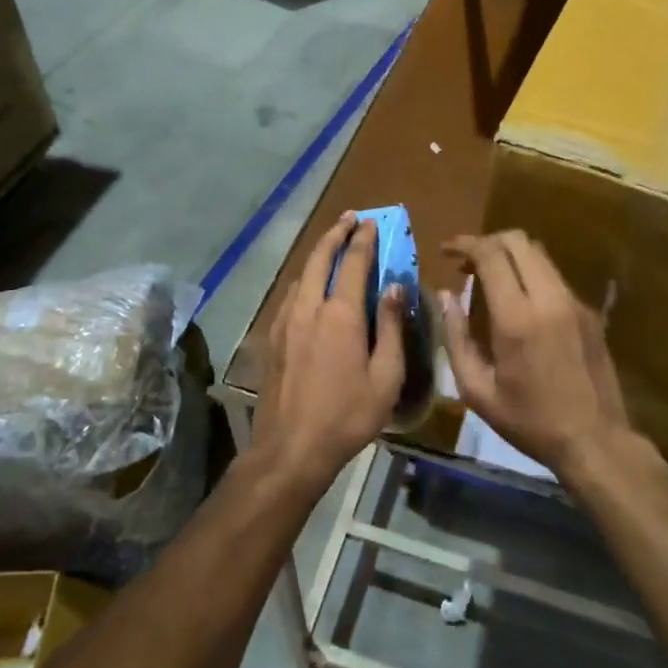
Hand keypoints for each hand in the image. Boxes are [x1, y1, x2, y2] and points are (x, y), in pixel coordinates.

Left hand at [253, 213, 405, 489]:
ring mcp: (285, 322)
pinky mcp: (273, 338)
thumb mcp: (385, 377)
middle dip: (335, 234)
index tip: (371, 222)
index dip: (363, 240)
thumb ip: (390, 328)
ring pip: (300, 275)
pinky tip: (308, 287)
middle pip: (319, 258)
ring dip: (317, 254)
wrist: (290, 449)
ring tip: (331, 245)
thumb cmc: (347, 416)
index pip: (353, 263)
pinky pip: (289, 295)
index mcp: (340, 315)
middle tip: (349, 218)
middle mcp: (309, 308)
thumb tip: (394, 288)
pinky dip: (303, 279)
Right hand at [440, 230, 634, 479]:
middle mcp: (549, 298)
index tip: (446, 250)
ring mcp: (574, 302)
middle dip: (487, 241)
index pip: (491, 255)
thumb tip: (445, 296)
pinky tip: (519, 300)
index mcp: (517, 318)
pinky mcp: (588, 311)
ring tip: (488, 277)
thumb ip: (455, 338)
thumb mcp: (478, 391)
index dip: (465, 244)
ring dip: (510, 255)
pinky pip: (554, 276)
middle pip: (518, 241)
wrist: (595, 441)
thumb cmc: (529, 421)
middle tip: (466, 262)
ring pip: (539, 254)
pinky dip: (530, 273)